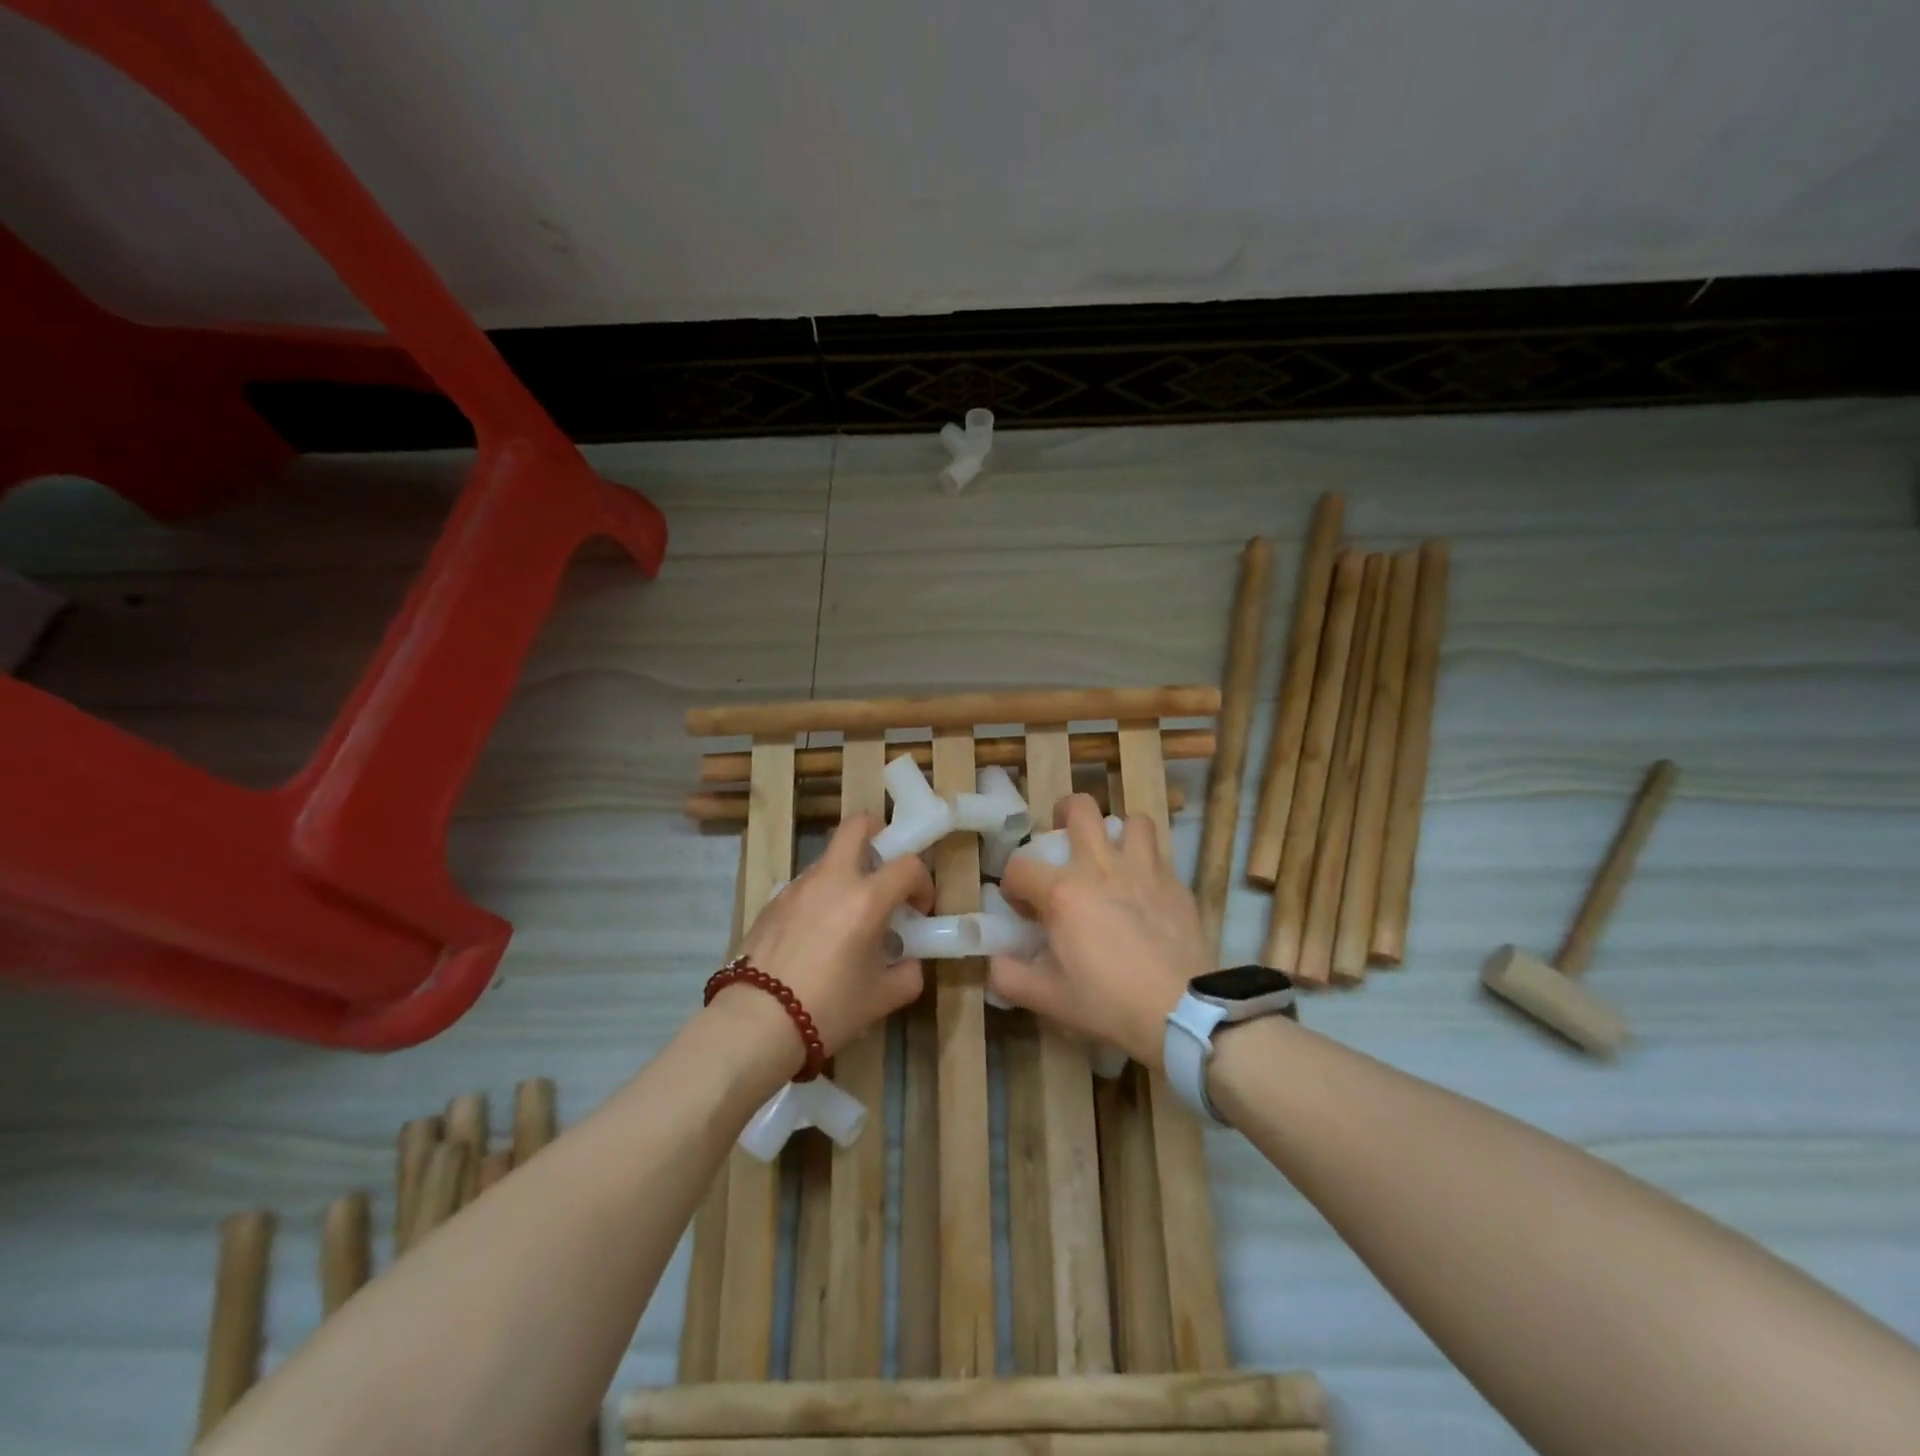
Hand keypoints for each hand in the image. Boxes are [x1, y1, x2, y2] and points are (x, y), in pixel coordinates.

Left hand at [730, 814, 933, 1057]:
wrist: (755, 1023)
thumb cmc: (828, 1008)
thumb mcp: (881, 999)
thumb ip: (907, 974)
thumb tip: (908, 963)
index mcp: (866, 898)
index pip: (908, 865)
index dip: (922, 883)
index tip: (919, 909)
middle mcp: (833, 879)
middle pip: (857, 826)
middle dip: (878, 834)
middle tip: (884, 867)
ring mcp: (797, 887)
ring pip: (829, 858)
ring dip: (847, 873)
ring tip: (849, 917)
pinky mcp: (772, 902)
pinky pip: (806, 886)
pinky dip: (820, 897)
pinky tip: (816, 937)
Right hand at [990, 794, 1208, 1069]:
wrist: (1180, 1011)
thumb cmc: (1107, 1003)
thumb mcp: (1046, 998)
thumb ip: (1008, 977)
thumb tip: (995, 962)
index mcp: (1062, 892)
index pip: (1019, 867)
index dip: (1013, 885)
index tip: (1023, 908)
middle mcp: (1100, 867)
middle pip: (1080, 808)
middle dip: (1064, 814)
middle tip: (1063, 840)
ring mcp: (1143, 870)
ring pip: (1131, 821)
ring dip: (1117, 832)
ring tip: (1112, 856)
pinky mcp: (1175, 884)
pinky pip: (1159, 855)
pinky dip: (1147, 863)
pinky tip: (1145, 890)